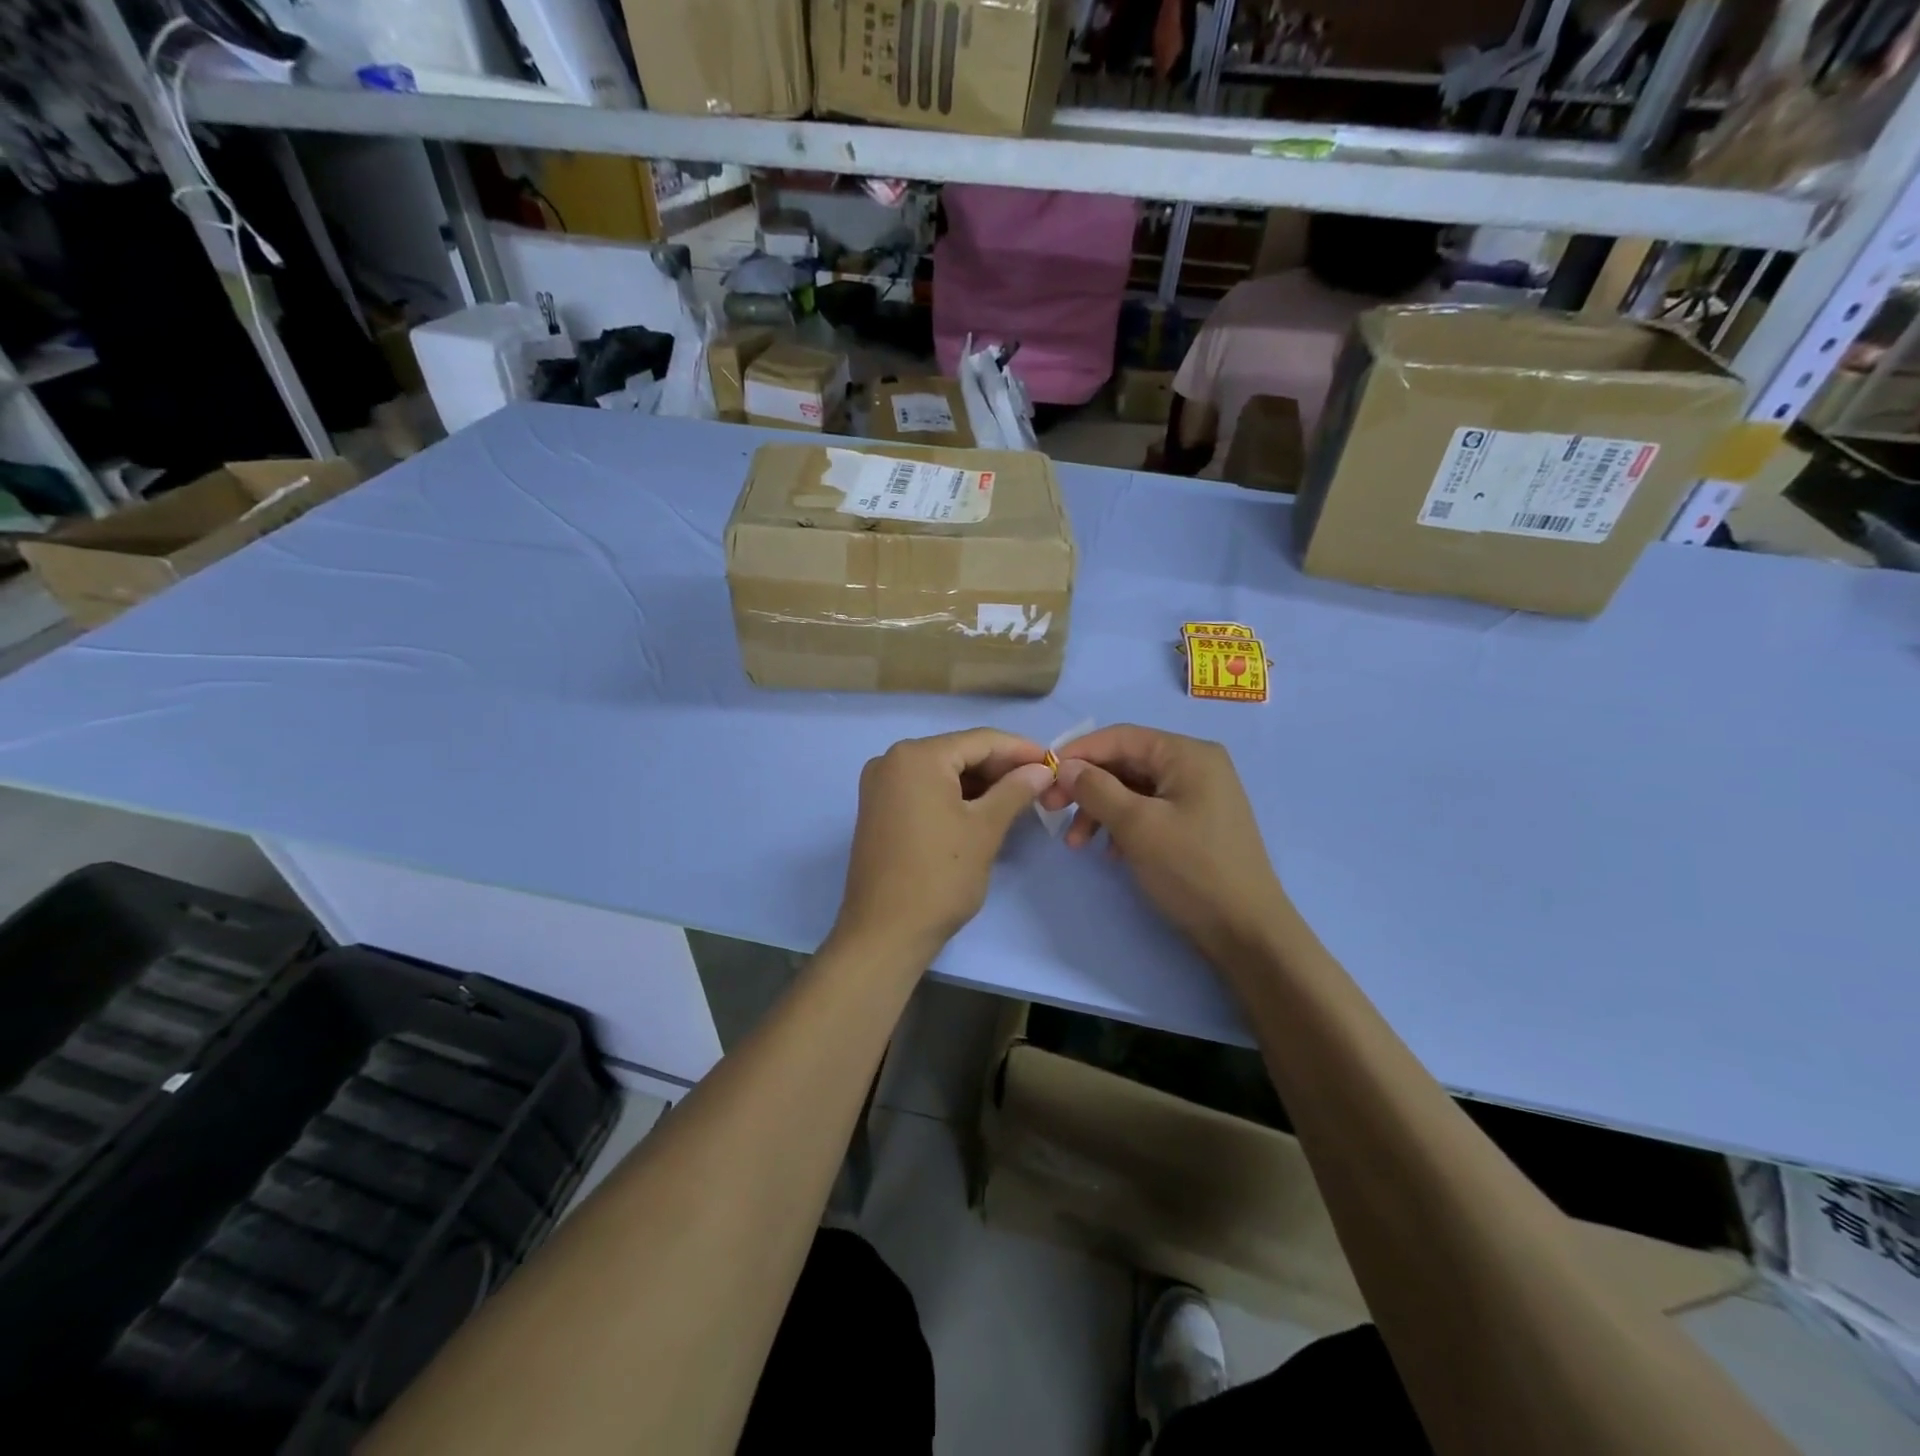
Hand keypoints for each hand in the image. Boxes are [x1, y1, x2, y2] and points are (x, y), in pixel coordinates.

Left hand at [831, 728, 1054, 967]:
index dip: (1020, 749)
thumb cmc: (940, 876)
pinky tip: (983, 809)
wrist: (885, 932)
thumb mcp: (985, 829)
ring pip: (942, 772)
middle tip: (1040, 783)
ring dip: (979, 782)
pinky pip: (924, 789)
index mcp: (917, 756)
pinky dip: (954, 796)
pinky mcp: (878, 808)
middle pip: (958, 752)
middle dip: (1000, 767)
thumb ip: (1016, 790)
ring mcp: (880, 785)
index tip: (1054, 762)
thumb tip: (1042, 769)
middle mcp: (892, 760)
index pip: (980, 740)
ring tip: (1018, 798)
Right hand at [1041, 725, 1286, 965]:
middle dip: (1086, 787)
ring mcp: (1198, 796)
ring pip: (1133, 790)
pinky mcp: (1195, 824)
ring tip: (1076, 844)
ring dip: (1100, 811)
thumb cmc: (1192, 870)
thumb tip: (1065, 767)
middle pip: (1125, 763)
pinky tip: (1108, 854)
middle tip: (1052, 811)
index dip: (1078, 753)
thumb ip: (1096, 789)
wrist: (1246, 932)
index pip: (1120, 737)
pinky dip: (1122, 826)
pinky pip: (1148, 811)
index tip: (1043, 776)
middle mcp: (1195, 766)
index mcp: (1188, 754)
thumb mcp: (1137, 826)